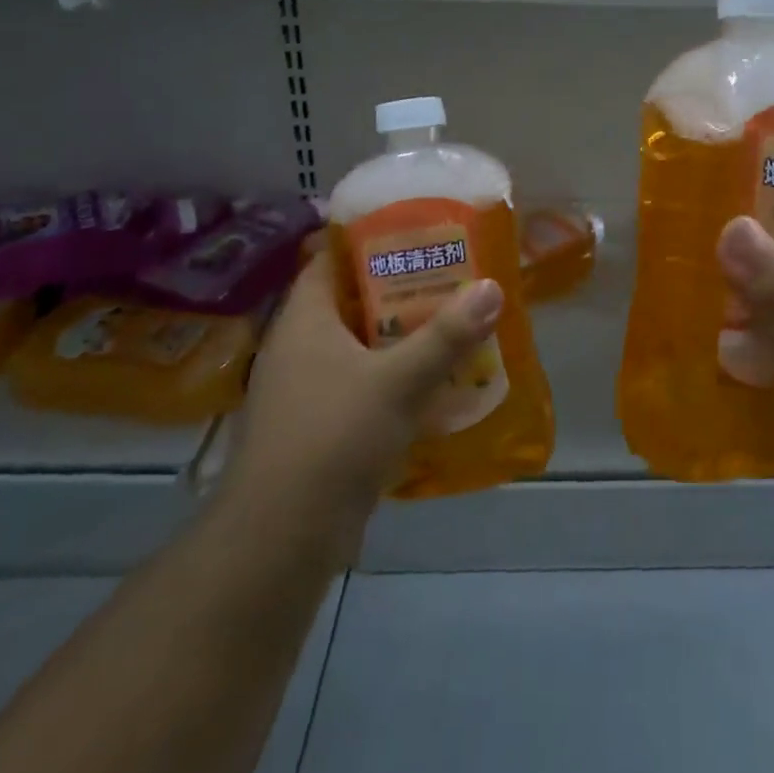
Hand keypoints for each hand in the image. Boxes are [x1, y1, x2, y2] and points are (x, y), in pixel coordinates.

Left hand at [219, 247, 501, 554]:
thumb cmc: (333, 437)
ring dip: (400, 337)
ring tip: (451, 323)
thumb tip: (492, 287)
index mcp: (304, 320)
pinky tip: (433, 383)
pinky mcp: (318, 427)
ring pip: (359, 347)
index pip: (330, 259)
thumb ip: (447, 335)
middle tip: (449, 276)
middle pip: (351, 302)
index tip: (416, 234)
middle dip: (399, 290)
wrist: (281, 538)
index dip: (368, 241)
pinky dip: (393, 378)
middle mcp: (299, 347)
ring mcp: (305, 390)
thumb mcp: (398, 380)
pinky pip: (361, 385)